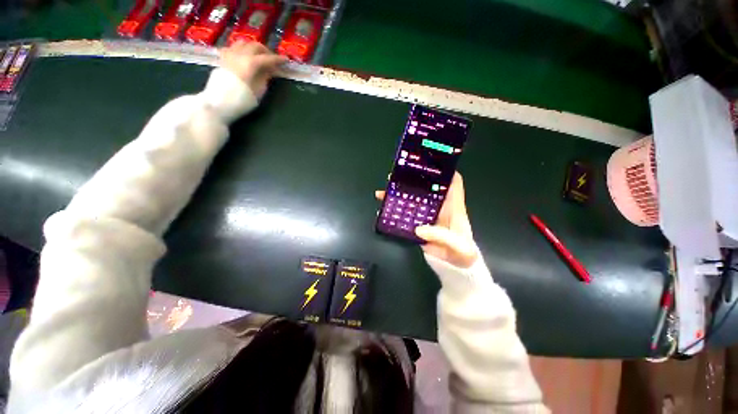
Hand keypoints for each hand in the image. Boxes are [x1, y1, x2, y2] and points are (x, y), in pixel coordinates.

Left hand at [219, 41, 286, 98]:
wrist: (219, 102)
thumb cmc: (242, 99)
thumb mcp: (259, 91)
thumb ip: (265, 77)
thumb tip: (270, 70)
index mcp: (251, 63)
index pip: (268, 58)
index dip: (278, 59)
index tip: (286, 60)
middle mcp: (240, 54)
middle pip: (255, 46)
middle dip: (266, 51)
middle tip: (273, 60)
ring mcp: (229, 54)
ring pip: (243, 43)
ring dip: (253, 48)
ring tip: (258, 56)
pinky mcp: (223, 59)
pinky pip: (232, 48)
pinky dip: (240, 50)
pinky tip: (243, 57)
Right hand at [375, 173, 478, 267]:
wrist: (455, 267)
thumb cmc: (463, 254)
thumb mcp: (459, 246)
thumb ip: (442, 236)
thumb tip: (418, 229)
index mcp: (454, 207)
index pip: (453, 184)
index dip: (445, 172)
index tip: (431, 164)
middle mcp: (440, 208)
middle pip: (428, 188)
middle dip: (415, 180)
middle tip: (399, 175)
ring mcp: (428, 216)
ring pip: (414, 200)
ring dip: (401, 194)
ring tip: (386, 190)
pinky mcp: (419, 225)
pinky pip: (407, 215)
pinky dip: (396, 211)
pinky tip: (385, 209)